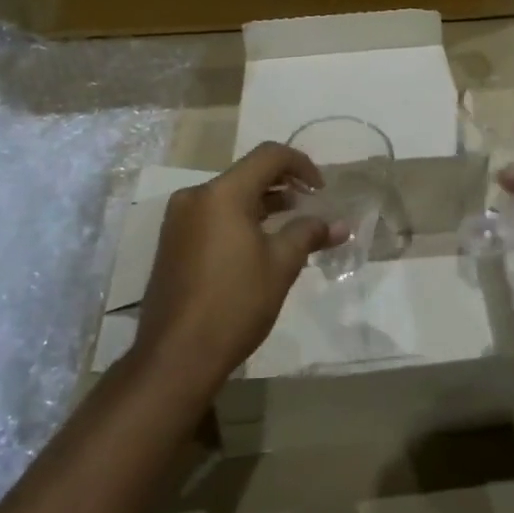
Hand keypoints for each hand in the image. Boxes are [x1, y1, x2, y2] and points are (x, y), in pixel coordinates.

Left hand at [134, 143, 339, 395]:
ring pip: (229, 196)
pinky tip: (259, 244)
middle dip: (283, 185)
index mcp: (222, 194)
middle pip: (247, 174)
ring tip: (290, 225)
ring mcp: (179, 220)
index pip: (269, 156)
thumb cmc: (235, 303)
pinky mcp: (172, 243)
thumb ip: (309, 234)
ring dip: (262, 203)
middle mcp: (196, 197)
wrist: (176, 356)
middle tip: (310, 205)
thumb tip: (340, 225)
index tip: (321, 190)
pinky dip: (240, 219)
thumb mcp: (281, 265)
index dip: (302, 165)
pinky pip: (213, 215)